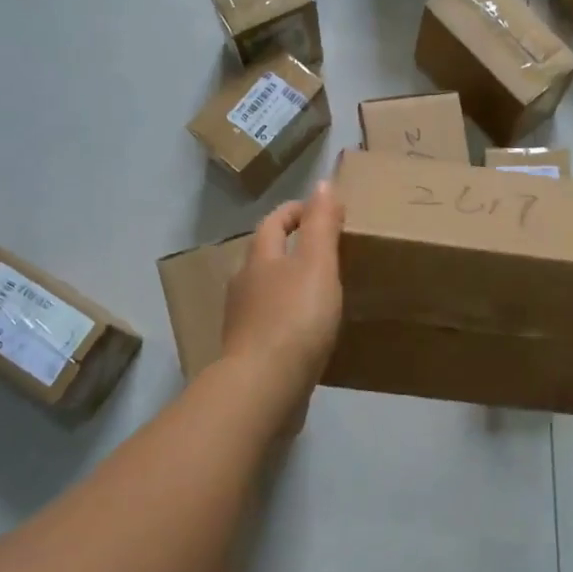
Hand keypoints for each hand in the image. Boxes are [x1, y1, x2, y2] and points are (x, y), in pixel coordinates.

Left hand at [221, 181, 344, 407]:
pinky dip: (290, 319)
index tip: (324, 209)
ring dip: (290, 285)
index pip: (274, 222)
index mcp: (260, 258)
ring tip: (323, 291)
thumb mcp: (317, 264)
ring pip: (267, 291)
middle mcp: (245, 285)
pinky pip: (272, 324)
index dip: (297, 210)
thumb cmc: (294, 318)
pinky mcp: (250, 353)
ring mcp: (243, 321)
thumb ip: (321, 224)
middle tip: (329, 250)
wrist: (264, 388)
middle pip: (266, 255)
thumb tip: (321, 183)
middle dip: (293, 247)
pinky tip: (310, 332)